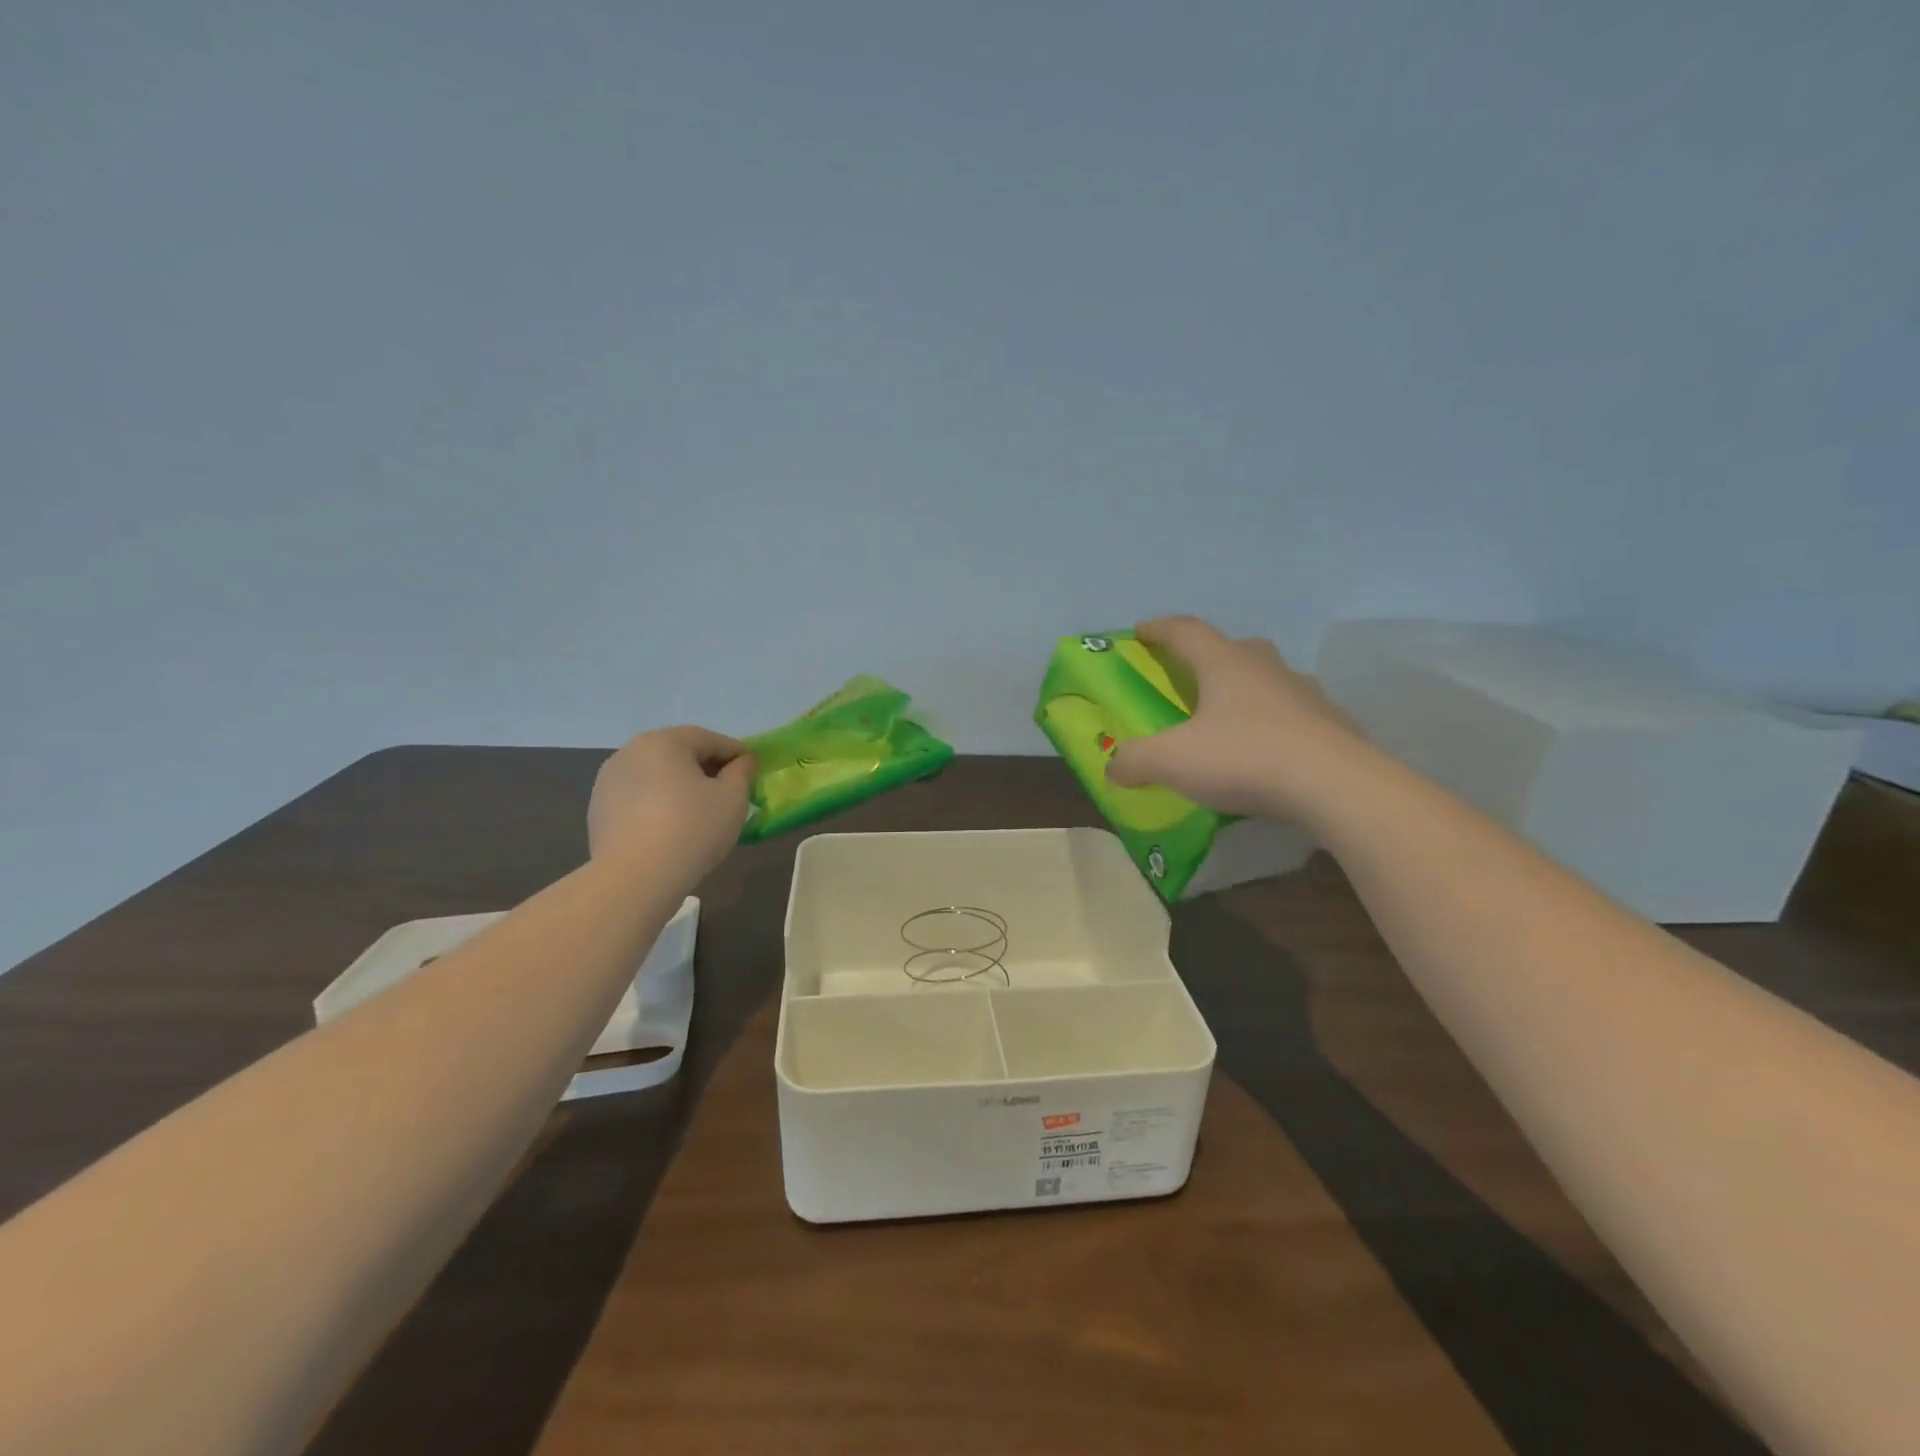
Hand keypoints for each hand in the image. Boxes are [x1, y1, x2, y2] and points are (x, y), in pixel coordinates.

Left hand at [588, 726, 754, 883]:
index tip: (754, 769)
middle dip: (706, 767)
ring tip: (700, 811)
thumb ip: (742, 772)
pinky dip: (658, 803)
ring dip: (680, 785)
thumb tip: (742, 762)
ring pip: (656, 775)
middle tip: (729, 790)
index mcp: (663, 742)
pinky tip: (671, 827)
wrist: (634, 879)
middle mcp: (630, 752)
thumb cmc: (692, 829)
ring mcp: (608, 781)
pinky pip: (639, 797)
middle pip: (679, 753)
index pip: (709, 739)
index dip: (736, 753)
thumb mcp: (732, 798)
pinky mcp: (598, 809)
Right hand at [1106, 615, 1366, 822]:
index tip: (1140, 631)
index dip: (1160, 629)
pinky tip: (1269, 752)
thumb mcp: (1173, 761)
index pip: (1187, 631)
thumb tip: (1113, 767)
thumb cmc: (1244, 758)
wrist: (1335, 787)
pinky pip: (1296, 715)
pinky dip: (1276, 725)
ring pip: (1270, 680)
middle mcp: (1267, 669)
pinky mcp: (1334, 725)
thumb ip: (1135, 760)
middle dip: (1209, 657)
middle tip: (1192, 677)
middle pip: (1235, 648)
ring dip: (1247, 689)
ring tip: (1231, 718)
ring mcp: (1307, 695)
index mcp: (1226, 665)